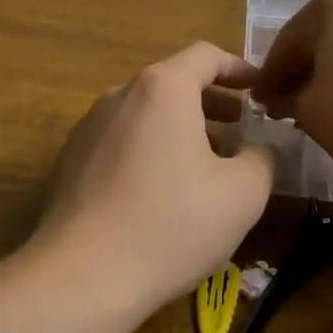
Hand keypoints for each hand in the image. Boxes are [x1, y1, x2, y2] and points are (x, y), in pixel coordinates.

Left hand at [35, 43, 274, 314]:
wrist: (82, 276)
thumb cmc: (171, 224)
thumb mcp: (242, 194)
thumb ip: (262, 158)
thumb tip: (258, 147)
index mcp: (162, 89)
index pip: (205, 56)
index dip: (239, 68)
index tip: (260, 87)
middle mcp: (120, 95)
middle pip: (173, 82)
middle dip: (212, 100)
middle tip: (240, 124)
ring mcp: (89, 127)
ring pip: (145, 113)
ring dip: (180, 127)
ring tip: (206, 162)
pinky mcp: (70, 160)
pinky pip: (121, 140)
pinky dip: (150, 148)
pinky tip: (163, 191)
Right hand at [251, 0, 332, 186]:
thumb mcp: (309, 110)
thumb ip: (286, 98)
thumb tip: (282, 98)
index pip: (288, 42)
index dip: (269, 77)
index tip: (258, 103)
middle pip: (322, 38)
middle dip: (302, 73)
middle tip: (284, 108)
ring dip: (332, 75)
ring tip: (319, 111)